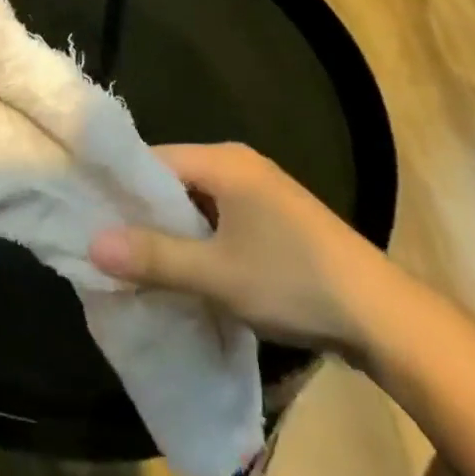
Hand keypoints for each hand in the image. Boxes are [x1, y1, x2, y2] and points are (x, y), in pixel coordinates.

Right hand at [88, 142, 387, 354]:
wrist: (384, 315)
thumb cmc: (294, 281)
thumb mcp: (218, 274)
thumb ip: (154, 257)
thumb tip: (91, 244)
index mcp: (223, 160)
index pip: (153, 159)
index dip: (120, 186)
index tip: (91, 215)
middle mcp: (238, 163)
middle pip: (174, 179)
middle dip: (144, 212)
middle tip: (110, 244)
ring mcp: (260, 190)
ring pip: (197, 202)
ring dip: (173, 230)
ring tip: (139, 260)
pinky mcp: (275, 218)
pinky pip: (220, 217)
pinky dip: (199, 238)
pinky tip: (187, 268)